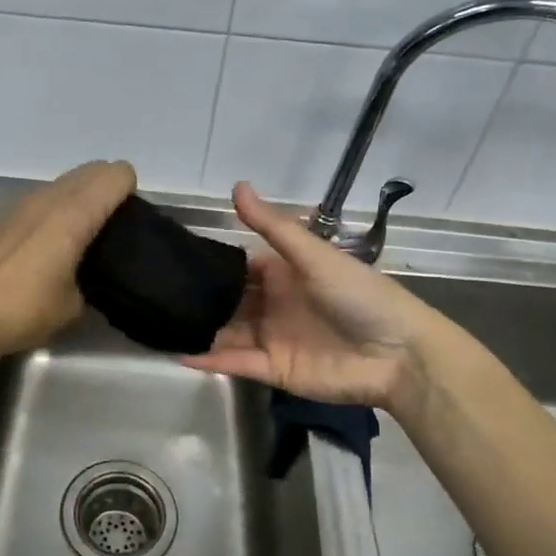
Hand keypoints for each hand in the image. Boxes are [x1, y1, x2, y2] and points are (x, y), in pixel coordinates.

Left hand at [0, 159, 136, 358]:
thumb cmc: (24, 310)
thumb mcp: (74, 304)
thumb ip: (92, 277)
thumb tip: (91, 273)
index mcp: (73, 215)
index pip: (113, 176)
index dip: (129, 189)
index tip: (131, 218)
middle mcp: (49, 198)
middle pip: (90, 170)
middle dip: (107, 188)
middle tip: (113, 224)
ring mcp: (22, 202)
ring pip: (64, 181)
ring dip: (80, 195)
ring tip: (83, 231)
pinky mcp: (3, 214)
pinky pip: (42, 196)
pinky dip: (55, 206)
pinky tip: (50, 239)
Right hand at [182, 182, 445, 410]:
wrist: (397, 354)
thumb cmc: (358, 295)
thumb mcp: (313, 255)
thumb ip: (273, 226)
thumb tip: (237, 185)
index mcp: (284, 275)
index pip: (239, 268)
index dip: (211, 264)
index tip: (174, 259)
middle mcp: (273, 305)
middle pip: (229, 302)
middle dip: (199, 299)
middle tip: (157, 294)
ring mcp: (271, 339)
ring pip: (226, 332)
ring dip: (199, 329)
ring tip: (160, 323)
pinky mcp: (273, 370)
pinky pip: (235, 363)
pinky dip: (209, 359)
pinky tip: (179, 352)